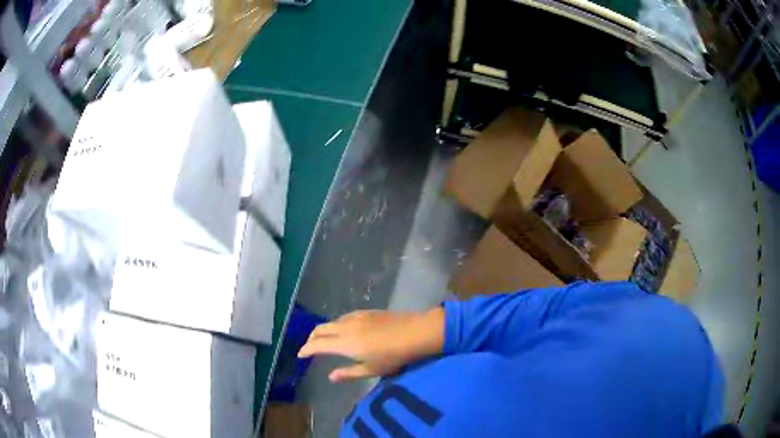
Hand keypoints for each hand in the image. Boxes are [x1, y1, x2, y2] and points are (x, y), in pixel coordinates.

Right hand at [298, 308, 445, 381]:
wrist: (415, 332)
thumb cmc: (393, 356)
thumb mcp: (371, 369)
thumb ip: (348, 373)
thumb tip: (330, 376)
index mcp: (344, 343)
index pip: (317, 345)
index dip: (306, 349)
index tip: (300, 355)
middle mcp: (345, 327)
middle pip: (320, 329)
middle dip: (311, 338)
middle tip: (309, 348)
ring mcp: (356, 317)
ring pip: (331, 322)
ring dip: (323, 330)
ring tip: (324, 340)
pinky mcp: (366, 312)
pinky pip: (343, 317)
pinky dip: (335, 324)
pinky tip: (342, 330)